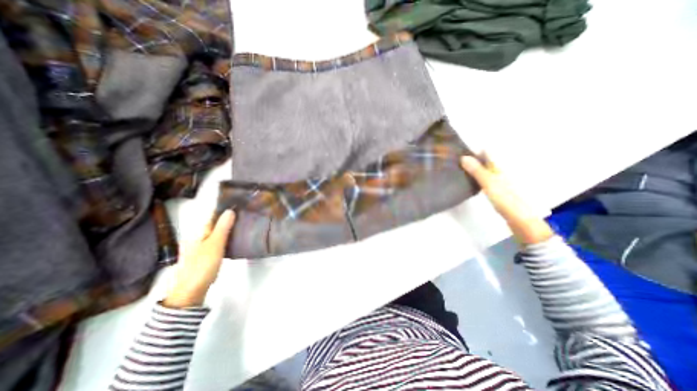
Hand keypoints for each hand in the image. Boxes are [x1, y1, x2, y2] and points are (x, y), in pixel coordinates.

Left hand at [162, 211, 235, 307]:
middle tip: (243, 214)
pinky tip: (232, 239)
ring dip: (226, 228)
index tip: (237, 203)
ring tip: (241, 224)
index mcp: (198, 232)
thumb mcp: (215, 244)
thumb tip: (230, 210)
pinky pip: (216, 241)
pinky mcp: (203, 256)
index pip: (212, 216)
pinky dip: (225, 237)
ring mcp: (199, 247)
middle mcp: (196, 237)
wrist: (190, 291)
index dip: (224, 209)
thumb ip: (222, 228)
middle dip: (227, 218)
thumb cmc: (202, 266)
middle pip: (214, 224)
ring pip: (215, 233)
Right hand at [461, 156, 553, 243]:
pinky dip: (477, 177)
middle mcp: (501, 172)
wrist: (520, 219)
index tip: (461, 149)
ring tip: (460, 167)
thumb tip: (463, 157)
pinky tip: (470, 180)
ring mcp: (500, 182)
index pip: (487, 154)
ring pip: (485, 171)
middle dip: (473, 158)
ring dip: (475, 168)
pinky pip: (485, 179)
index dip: (475, 150)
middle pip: (486, 161)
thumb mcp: (489, 183)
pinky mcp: (497, 191)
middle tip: (457, 158)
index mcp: (500, 168)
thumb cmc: (506, 199)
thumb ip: (477, 171)